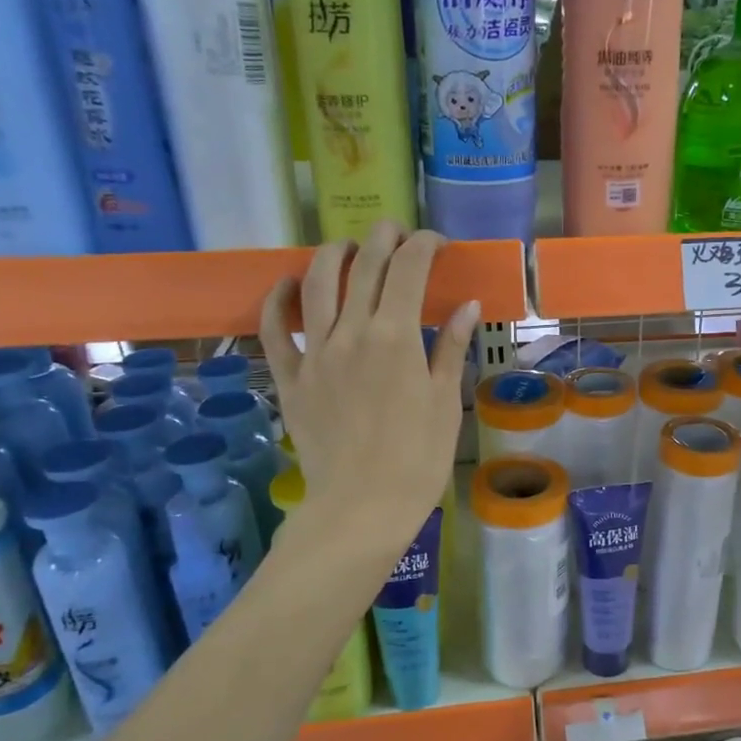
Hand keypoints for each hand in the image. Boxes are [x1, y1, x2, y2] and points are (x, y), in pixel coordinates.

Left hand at [259, 224, 478, 547]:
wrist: (362, 507)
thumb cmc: (418, 459)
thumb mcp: (445, 402)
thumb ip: (451, 347)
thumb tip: (467, 305)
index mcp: (396, 337)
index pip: (408, 269)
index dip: (424, 245)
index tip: (437, 243)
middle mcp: (351, 332)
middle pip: (363, 266)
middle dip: (382, 238)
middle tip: (397, 232)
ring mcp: (314, 353)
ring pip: (316, 284)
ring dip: (333, 255)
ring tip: (347, 247)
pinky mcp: (290, 378)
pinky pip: (273, 329)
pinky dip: (278, 300)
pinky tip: (287, 284)